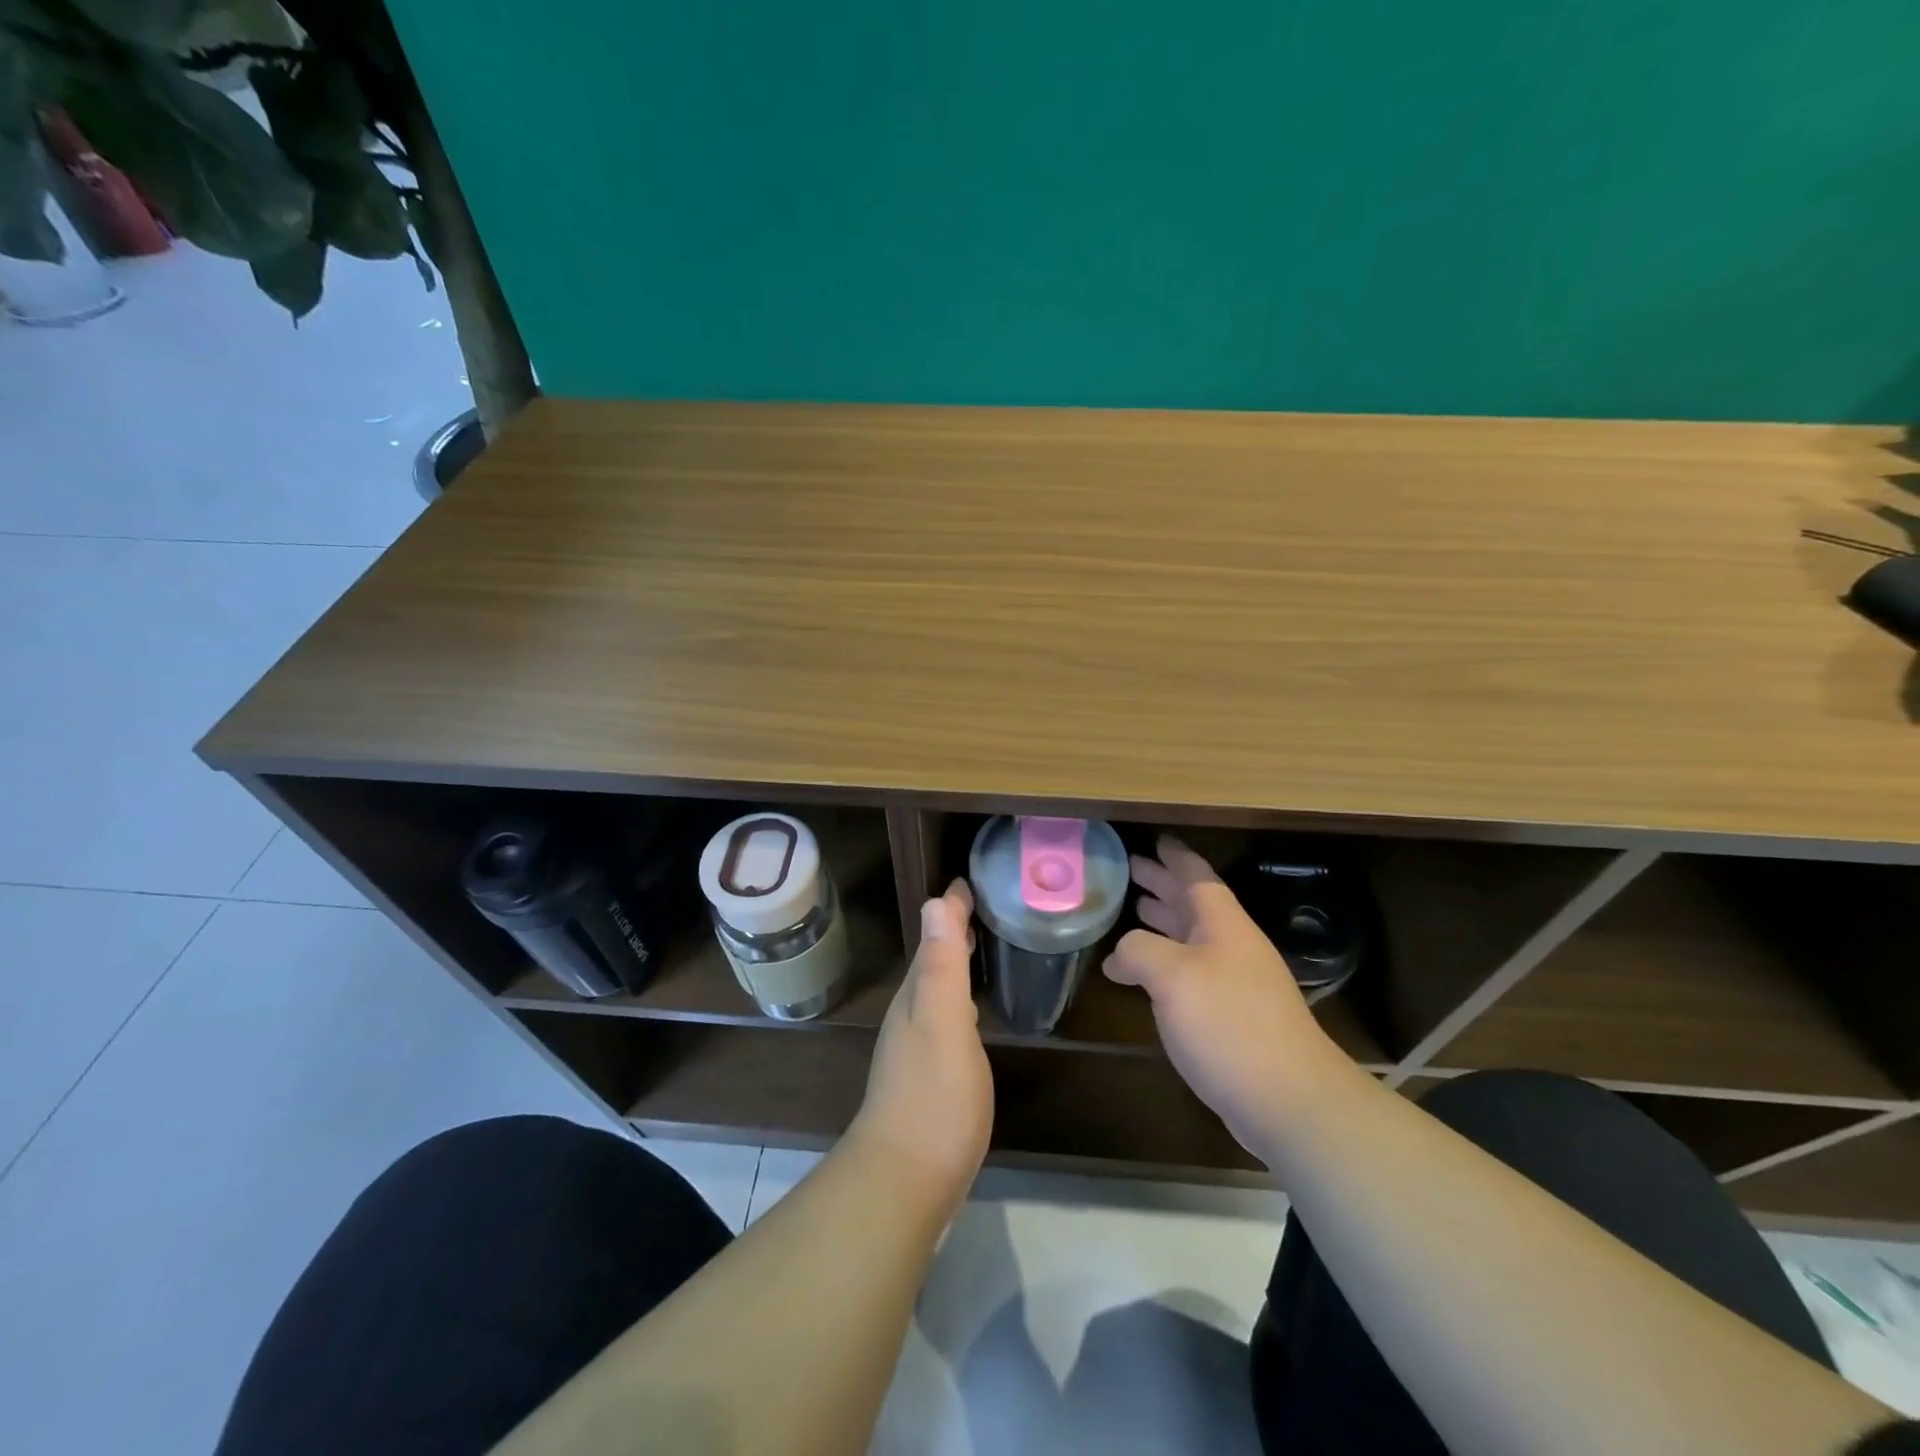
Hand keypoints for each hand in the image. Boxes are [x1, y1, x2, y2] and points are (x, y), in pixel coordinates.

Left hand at [849, 880, 992, 1219]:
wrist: (905, 1181)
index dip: (950, 911)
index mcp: (917, 997)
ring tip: (974, 949)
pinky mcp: (927, 1080)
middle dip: (950, 932)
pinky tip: (967, 1015)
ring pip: (935, 991)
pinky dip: (956, 1001)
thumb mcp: (943, 1023)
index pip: (934, 939)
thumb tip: (935, 901)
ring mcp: (916, 1050)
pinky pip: (943, 1020)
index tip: (966, 882)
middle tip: (975, 907)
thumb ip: (941, 966)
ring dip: (952, 965)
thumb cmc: (933, 1098)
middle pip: (932, 962)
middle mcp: (911, 1016)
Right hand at [1104, 836, 1354, 1160]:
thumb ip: (1138, 951)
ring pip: (1193, 937)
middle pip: (1194, 903)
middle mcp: (1232, 946)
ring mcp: (1236, 982)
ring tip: (1135, 909)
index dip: (1174, 856)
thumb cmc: (1228, 1024)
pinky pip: (1192, 971)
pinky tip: (1147, 974)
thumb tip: (1117, 958)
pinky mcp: (1233, 1017)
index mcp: (1223, 924)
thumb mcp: (1172, 976)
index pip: (1197, 875)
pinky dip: (1167, 960)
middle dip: (1163, 883)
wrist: (1288, 1099)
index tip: (1155, 839)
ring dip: (1165, 919)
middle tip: (1132, 868)